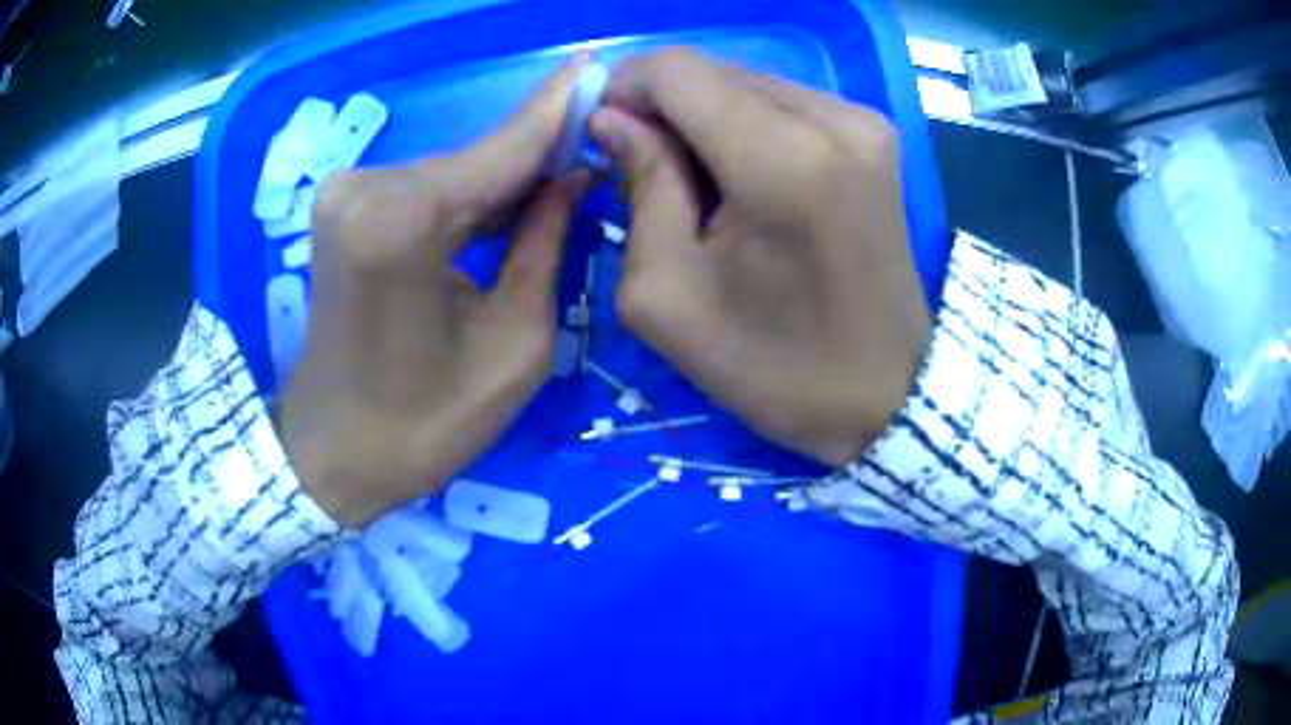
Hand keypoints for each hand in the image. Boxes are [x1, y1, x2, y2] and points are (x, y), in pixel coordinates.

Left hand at [279, 63, 590, 526]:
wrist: (333, 453)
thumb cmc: (425, 425)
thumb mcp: (514, 346)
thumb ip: (546, 244)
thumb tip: (573, 177)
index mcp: (402, 224)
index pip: (502, 149)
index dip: (559, 110)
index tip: (602, 66)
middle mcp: (366, 189)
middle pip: (476, 159)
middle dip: (540, 155)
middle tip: (602, 146)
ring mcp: (347, 194)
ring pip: (453, 173)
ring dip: (507, 181)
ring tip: (566, 185)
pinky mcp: (344, 208)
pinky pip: (426, 190)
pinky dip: (469, 197)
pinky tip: (509, 208)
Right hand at [590, 49, 930, 467]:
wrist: (886, 393)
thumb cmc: (774, 365)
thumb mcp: (669, 295)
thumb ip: (638, 186)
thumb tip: (613, 119)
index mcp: (781, 159)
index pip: (676, 71)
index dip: (625, 89)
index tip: (606, 135)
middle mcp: (832, 120)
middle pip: (713, 71)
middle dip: (663, 109)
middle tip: (646, 169)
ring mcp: (863, 122)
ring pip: (748, 83)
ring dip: (706, 120)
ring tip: (702, 187)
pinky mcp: (876, 134)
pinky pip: (786, 103)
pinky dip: (749, 128)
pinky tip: (749, 182)